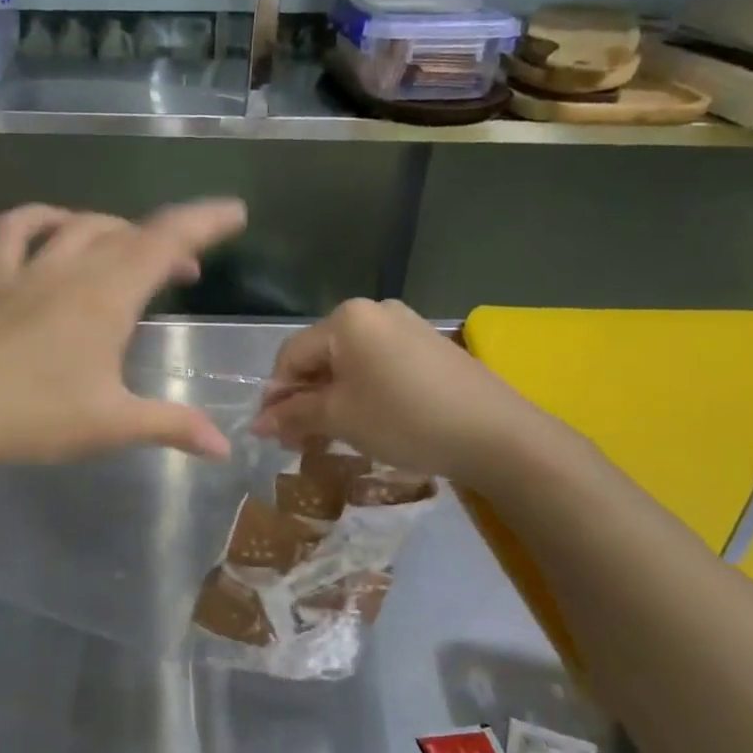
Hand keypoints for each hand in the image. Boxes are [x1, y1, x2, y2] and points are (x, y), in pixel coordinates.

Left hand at [0, 199, 248, 469]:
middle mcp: (70, 270)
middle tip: (187, 270)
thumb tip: (224, 447)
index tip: (235, 212)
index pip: (166, 242)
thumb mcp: (111, 424)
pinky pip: (15, 230)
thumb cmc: (34, 416)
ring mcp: (26, 271)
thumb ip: (171, 426)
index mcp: (106, 297)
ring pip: (79, 226)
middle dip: (168, 241)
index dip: (205, 222)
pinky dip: (41, 218)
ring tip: (131, 249)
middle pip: (129, 232)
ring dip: (114, 229)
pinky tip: (55, 226)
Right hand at [249, 299, 551, 487]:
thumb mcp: (340, 418)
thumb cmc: (404, 419)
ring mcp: (405, 326)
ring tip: (329, 436)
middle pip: (321, 356)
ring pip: (349, 363)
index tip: (269, 434)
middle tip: (297, 440)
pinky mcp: (428, 345)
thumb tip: (257, 423)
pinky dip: (362, 392)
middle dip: (304, 399)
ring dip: (332, 399)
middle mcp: (373, 312)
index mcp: (346, 319)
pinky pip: (378, 365)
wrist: (495, 434)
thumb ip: (294, 415)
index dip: (276, 396)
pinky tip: (365, 421)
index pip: (291, 356)